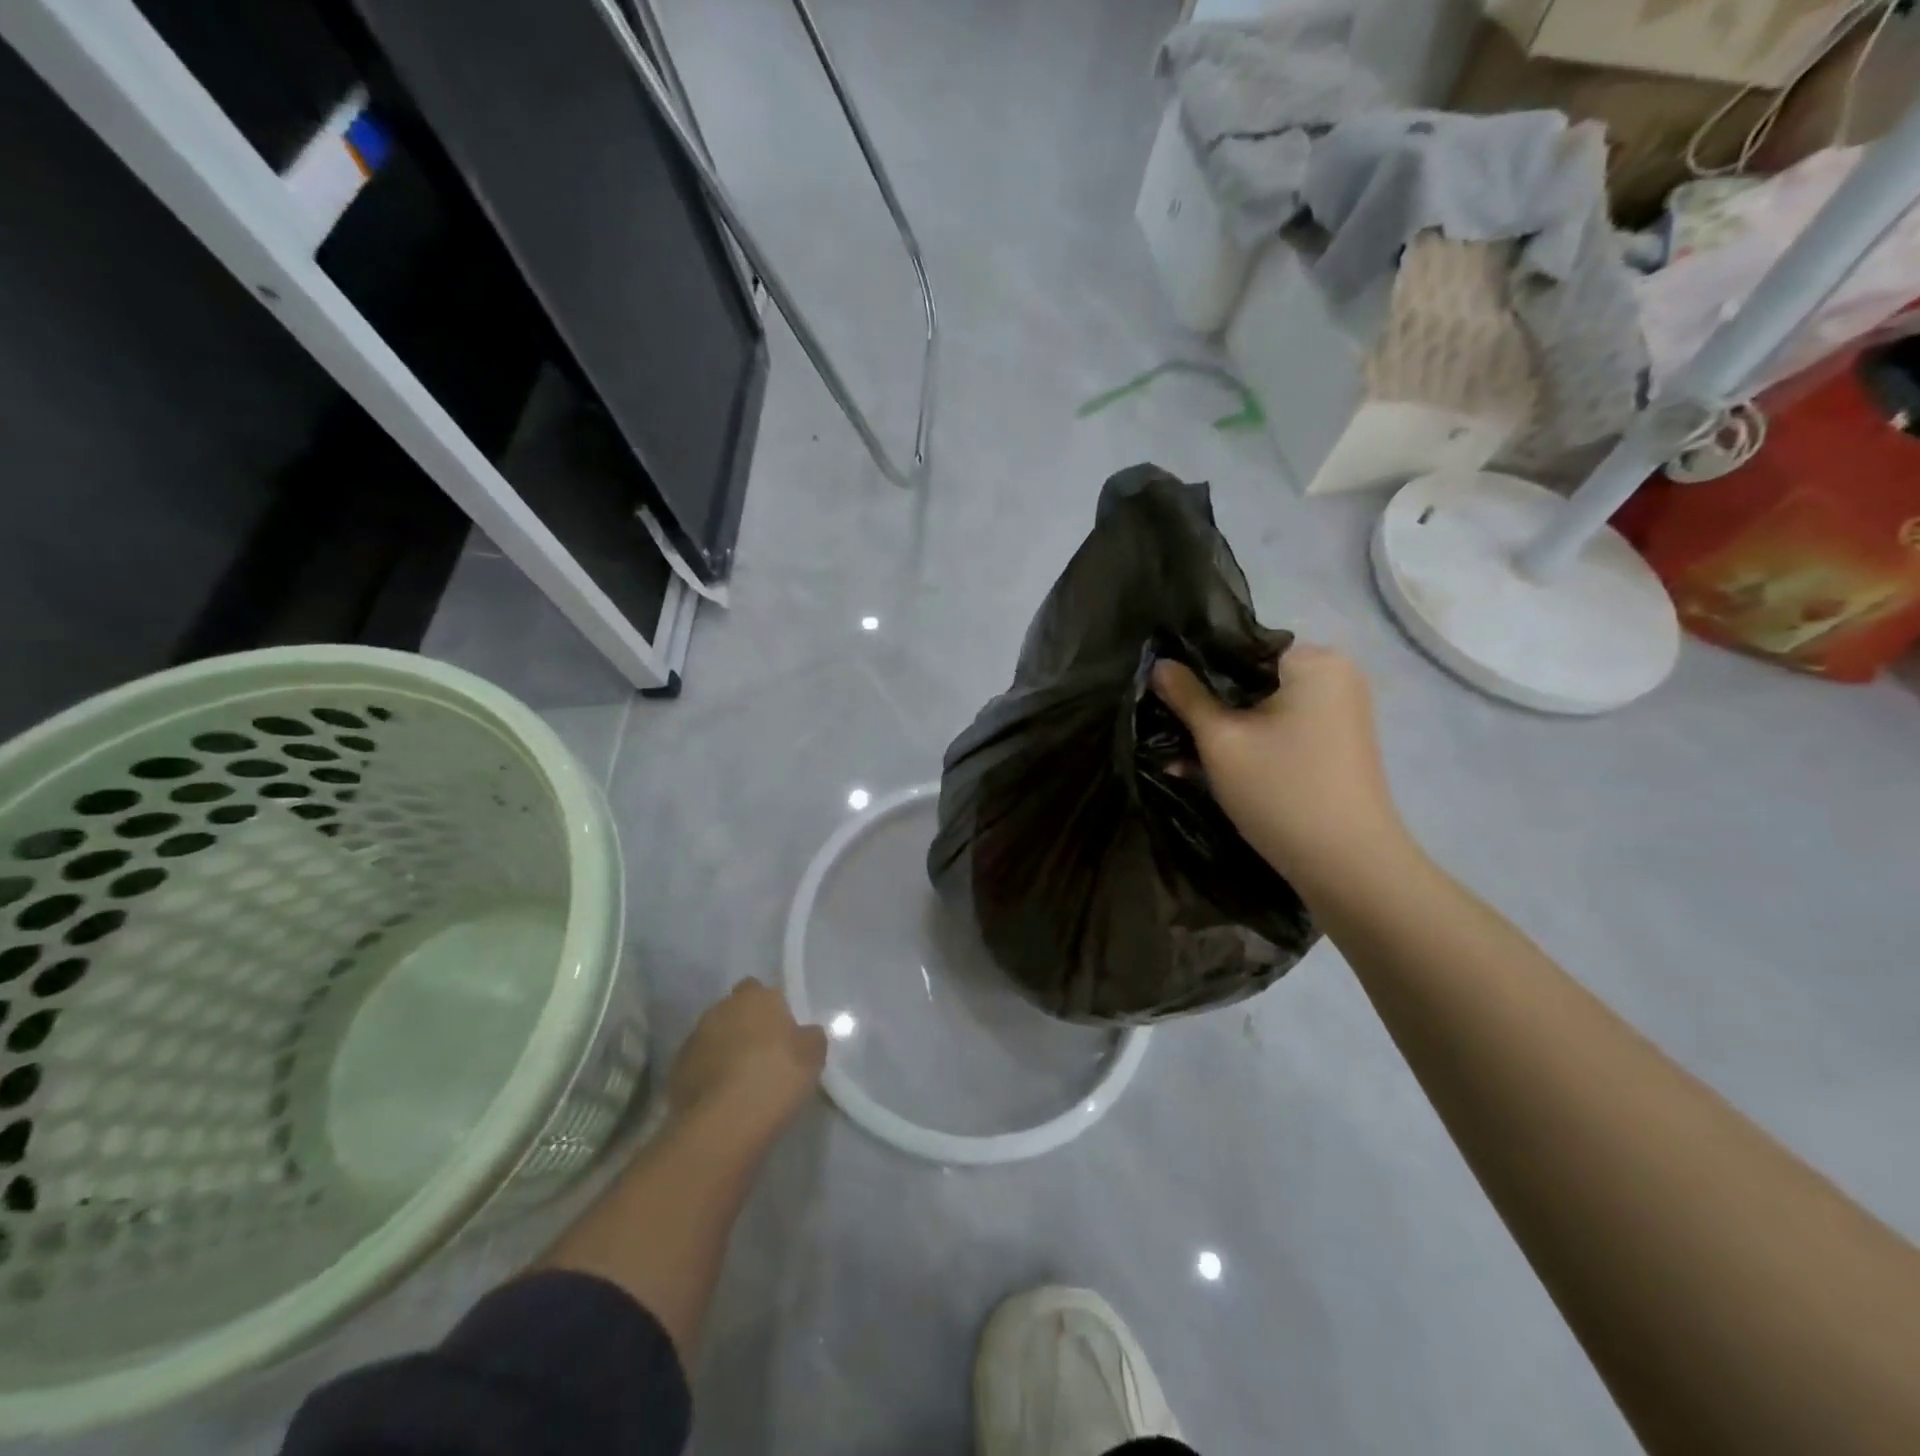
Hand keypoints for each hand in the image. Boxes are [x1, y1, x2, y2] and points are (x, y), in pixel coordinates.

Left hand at [666, 979, 826, 1140]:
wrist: (724, 1123)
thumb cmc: (776, 1076)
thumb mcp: (813, 1054)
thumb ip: (809, 1036)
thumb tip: (804, 1034)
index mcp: (754, 996)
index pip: (757, 988)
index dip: (767, 1007)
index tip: (779, 1029)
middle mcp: (719, 1009)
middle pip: (732, 1012)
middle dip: (743, 1027)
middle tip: (762, 1055)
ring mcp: (693, 1040)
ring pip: (712, 1038)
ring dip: (723, 1051)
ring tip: (741, 1081)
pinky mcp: (675, 1072)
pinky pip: (698, 1067)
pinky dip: (708, 1077)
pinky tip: (722, 1099)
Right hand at [1152, 645, 1409, 891]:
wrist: (1346, 864)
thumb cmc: (1281, 790)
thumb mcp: (1220, 741)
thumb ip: (1186, 696)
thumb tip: (1159, 664)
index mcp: (1312, 660)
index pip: (1237, 646)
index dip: (1192, 665)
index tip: (1159, 689)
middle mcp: (1333, 674)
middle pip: (1249, 677)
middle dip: (1204, 703)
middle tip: (1163, 723)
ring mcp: (1337, 709)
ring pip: (1260, 706)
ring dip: (1220, 728)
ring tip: (1176, 753)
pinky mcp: (1334, 740)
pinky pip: (1278, 728)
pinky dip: (1246, 742)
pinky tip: (1204, 766)